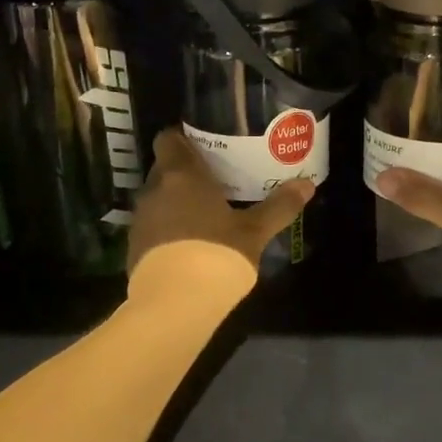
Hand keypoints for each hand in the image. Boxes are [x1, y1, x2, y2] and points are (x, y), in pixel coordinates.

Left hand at [129, 128, 315, 276]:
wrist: (174, 304)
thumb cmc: (217, 254)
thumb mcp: (255, 232)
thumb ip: (279, 206)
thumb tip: (307, 185)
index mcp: (181, 175)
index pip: (168, 139)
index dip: (183, 137)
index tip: (204, 144)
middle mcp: (154, 190)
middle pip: (164, 169)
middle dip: (186, 172)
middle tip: (215, 178)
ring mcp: (140, 220)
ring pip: (158, 199)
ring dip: (176, 202)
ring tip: (205, 211)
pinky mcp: (134, 248)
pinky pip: (153, 227)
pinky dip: (168, 228)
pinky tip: (190, 243)